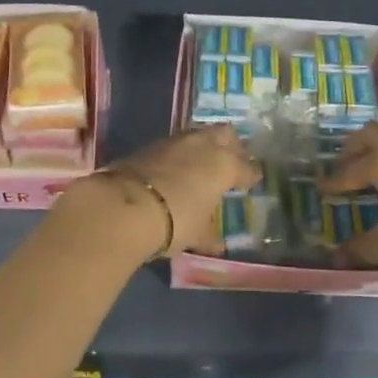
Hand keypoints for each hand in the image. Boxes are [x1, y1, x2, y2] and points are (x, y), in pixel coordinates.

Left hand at [59, 125, 258, 263]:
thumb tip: (217, 243)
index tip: (252, 179)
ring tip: (204, 163)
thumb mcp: (196, 233)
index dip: (250, 174)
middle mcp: (203, 145)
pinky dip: (180, 153)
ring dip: (204, 145)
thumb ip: (209, 234)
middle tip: (232, 161)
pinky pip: (175, 144)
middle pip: (225, 134)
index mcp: (224, 164)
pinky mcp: (150, 144)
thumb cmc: (174, 221)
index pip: (246, 167)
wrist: (124, 206)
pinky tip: (177, 167)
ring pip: (199, 134)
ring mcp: (175, 141)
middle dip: (231, 146)